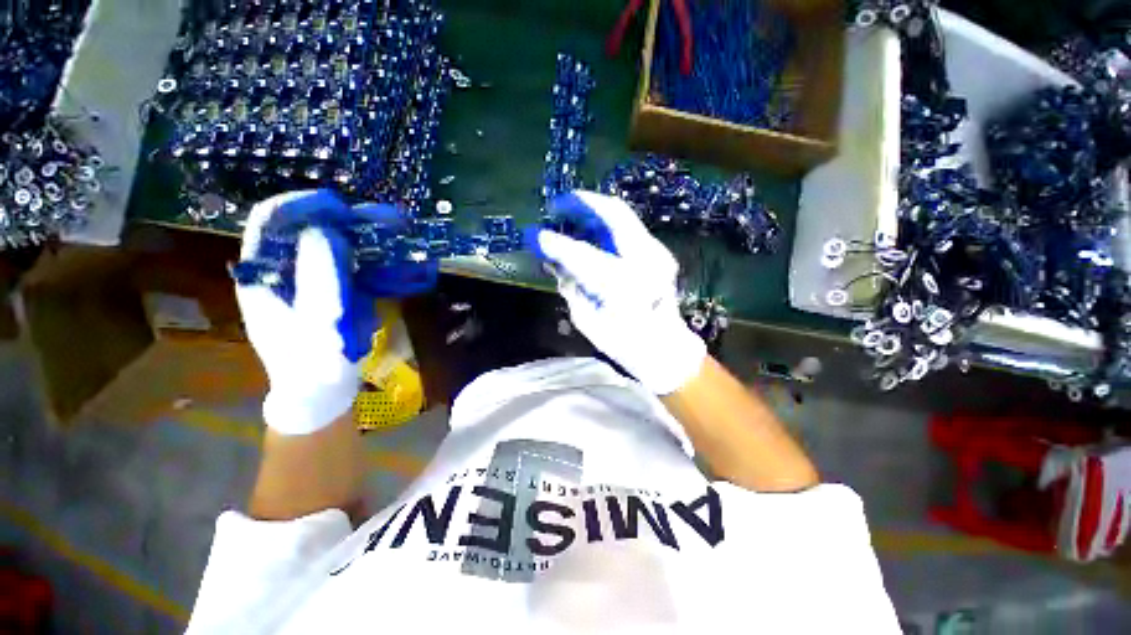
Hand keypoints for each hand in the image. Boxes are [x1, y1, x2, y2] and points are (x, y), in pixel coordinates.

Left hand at [236, 190, 434, 434]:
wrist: (321, 393)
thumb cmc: (313, 363)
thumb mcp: (316, 323)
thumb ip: (319, 278)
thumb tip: (326, 231)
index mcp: (263, 276)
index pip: (269, 222)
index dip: (300, 205)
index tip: (338, 205)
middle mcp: (280, 273)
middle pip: (302, 230)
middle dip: (337, 220)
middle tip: (373, 219)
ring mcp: (305, 284)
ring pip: (326, 247)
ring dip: (356, 237)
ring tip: (386, 233)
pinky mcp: (327, 294)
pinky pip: (344, 266)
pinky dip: (365, 258)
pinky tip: (386, 259)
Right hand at [530, 191, 705, 394]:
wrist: (665, 349)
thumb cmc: (623, 343)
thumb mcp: (587, 320)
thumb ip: (570, 287)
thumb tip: (554, 262)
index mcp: (623, 287)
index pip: (583, 255)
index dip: (556, 243)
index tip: (537, 236)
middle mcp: (644, 262)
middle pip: (613, 215)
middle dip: (582, 204)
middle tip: (558, 206)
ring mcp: (657, 254)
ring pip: (622, 215)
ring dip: (594, 211)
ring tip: (571, 216)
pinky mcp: (659, 253)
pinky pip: (628, 227)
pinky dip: (606, 224)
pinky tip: (590, 230)